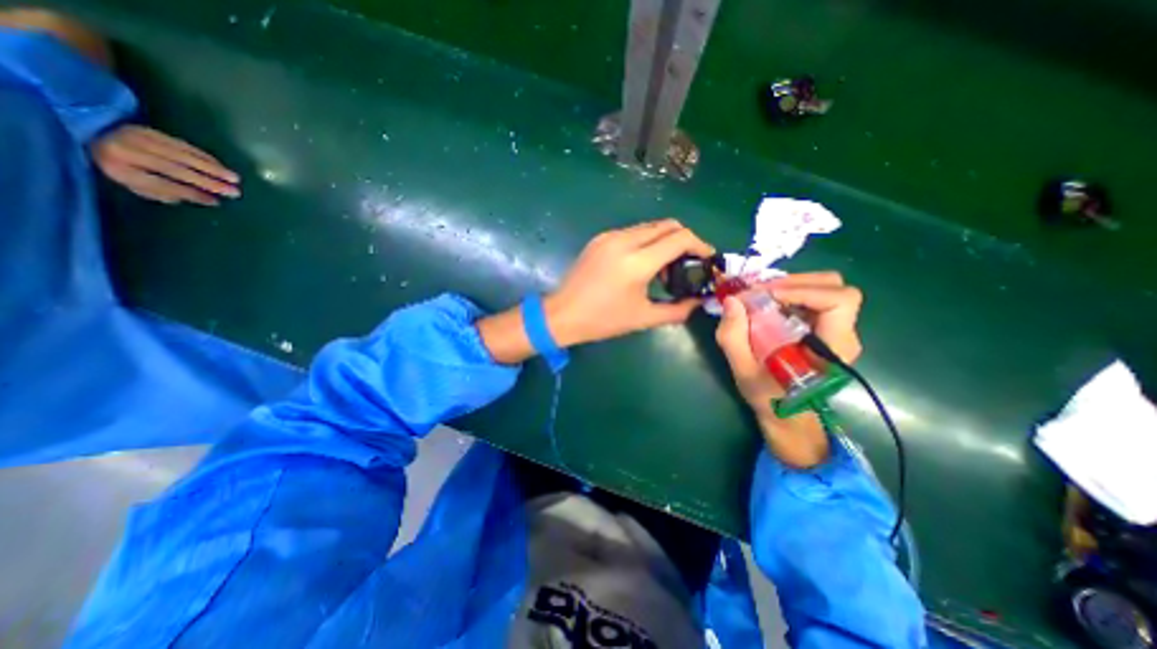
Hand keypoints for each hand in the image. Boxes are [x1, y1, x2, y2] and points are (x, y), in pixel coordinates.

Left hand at [91, 125, 241, 203]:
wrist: (92, 132)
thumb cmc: (121, 166)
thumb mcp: (134, 184)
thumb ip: (164, 193)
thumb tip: (201, 199)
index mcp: (118, 169)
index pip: (161, 184)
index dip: (190, 193)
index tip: (215, 202)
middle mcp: (125, 151)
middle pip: (174, 169)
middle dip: (207, 181)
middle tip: (234, 192)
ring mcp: (137, 138)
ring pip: (182, 156)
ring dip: (212, 168)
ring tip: (235, 179)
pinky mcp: (149, 130)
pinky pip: (183, 145)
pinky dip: (205, 157)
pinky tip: (221, 166)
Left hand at [542, 221, 714, 345]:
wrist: (562, 314)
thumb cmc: (602, 320)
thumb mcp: (642, 318)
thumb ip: (677, 311)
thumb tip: (698, 303)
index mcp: (637, 262)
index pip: (680, 238)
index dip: (700, 245)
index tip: (707, 258)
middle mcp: (624, 241)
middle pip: (667, 225)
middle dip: (684, 240)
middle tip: (686, 264)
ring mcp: (609, 236)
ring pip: (650, 227)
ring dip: (664, 241)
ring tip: (663, 269)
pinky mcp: (600, 239)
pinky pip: (632, 232)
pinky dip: (646, 242)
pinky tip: (642, 264)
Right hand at [716, 272, 866, 467]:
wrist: (788, 416)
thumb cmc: (770, 398)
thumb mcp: (744, 371)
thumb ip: (733, 337)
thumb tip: (731, 300)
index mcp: (833, 347)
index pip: (839, 301)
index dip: (803, 290)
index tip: (765, 295)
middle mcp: (842, 333)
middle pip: (834, 286)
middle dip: (794, 282)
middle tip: (759, 290)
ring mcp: (834, 328)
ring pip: (824, 287)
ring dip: (789, 284)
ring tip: (760, 294)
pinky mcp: (822, 327)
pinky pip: (812, 297)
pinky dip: (788, 292)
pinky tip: (766, 302)